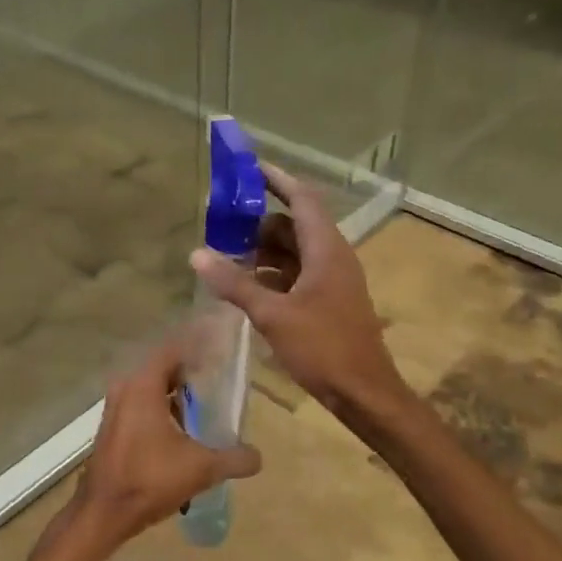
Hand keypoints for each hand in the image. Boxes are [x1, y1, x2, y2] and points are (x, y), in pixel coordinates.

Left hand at [70, 344, 261, 549]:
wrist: (104, 512)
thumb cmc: (150, 480)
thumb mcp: (201, 469)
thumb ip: (234, 458)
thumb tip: (258, 456)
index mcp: (143, 386)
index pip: (172, 349)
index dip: (196, 346)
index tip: (220, 348)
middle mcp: (125, 388)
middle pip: (162, 368)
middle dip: (189, 371)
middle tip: (218, 378)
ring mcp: (115, 408)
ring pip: (150, 388)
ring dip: (174, 393)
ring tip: (204, 405)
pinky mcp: (112, 427)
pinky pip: (140, 405)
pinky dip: (161, 408)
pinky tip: (182, 430)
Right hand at [189, 165, 402, 413]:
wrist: (364, 392)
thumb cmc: (323, 348)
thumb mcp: (273, 314)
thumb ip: (235, 283)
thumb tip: (197, 254)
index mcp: (326, 249)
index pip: (301, 199)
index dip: (276, 180)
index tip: (247, 168)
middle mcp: (332, 256)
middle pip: (293, 224)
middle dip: (258, 221)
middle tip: (222, 221)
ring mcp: (332, 279)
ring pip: (294, 251)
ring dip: (263, 250)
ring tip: (227, 254)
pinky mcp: (328, 300)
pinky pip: (296, 273)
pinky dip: (272, 272)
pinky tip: (246, 285)